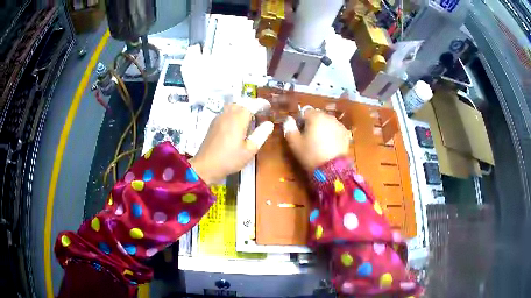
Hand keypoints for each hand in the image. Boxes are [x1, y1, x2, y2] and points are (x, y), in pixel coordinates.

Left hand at [190, 99, 273, 183]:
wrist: (206, 166)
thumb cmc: (230, 159)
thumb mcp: (250, 150)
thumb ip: (261, 135)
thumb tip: (269, 124)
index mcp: (238, 119)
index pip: (252, 104)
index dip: (261, 104)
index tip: (268, 107)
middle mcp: (228, 114)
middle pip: (242, 102)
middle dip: (252, 104)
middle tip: (260, 111)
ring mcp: (219, 118)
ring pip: (232, 106)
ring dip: (242, 107)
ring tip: (250, 116)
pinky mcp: (213, 123)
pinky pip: (226, 112)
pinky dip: (234, 112)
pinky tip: (236, 123)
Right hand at [283, 109, 350, 170]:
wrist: (332, 169)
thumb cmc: (311, 154)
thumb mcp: (295, 143)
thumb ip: (289, 129)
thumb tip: (288, 119)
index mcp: (315, 116)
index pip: (304, 112)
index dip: (300, 121)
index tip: (299, 132)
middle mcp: (328, 117)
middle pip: (317, 116)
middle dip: (312, 124)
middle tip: (309, 138)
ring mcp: (339, 125)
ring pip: (327, 122)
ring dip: (323, 128)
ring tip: (320, 143)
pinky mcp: (346, 134)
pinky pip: (335, 130)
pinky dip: (332, 134)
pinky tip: (329, 145)